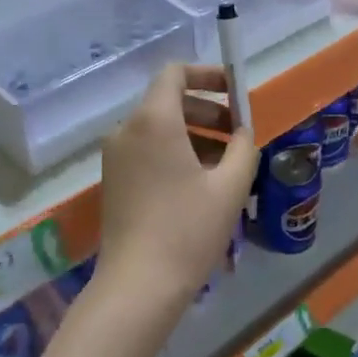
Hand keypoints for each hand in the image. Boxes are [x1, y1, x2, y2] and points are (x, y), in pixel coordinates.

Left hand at [100, 64, 257, 305]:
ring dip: (196, 135)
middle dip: (209, 111)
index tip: (236, 92)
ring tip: (227, 165)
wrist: (140, 283)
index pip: (175, 74)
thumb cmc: (189, 229)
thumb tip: (242, 133)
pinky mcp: (114, 180)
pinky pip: (148, 150)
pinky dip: (176, 153)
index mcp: (154, 121)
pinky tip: (202, 183)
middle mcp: (127, 130)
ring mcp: (116, 156)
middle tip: (238, 136)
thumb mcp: (231, 186)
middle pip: (169, 101)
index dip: (209, 75)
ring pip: (159, 128)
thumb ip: (243, 148)